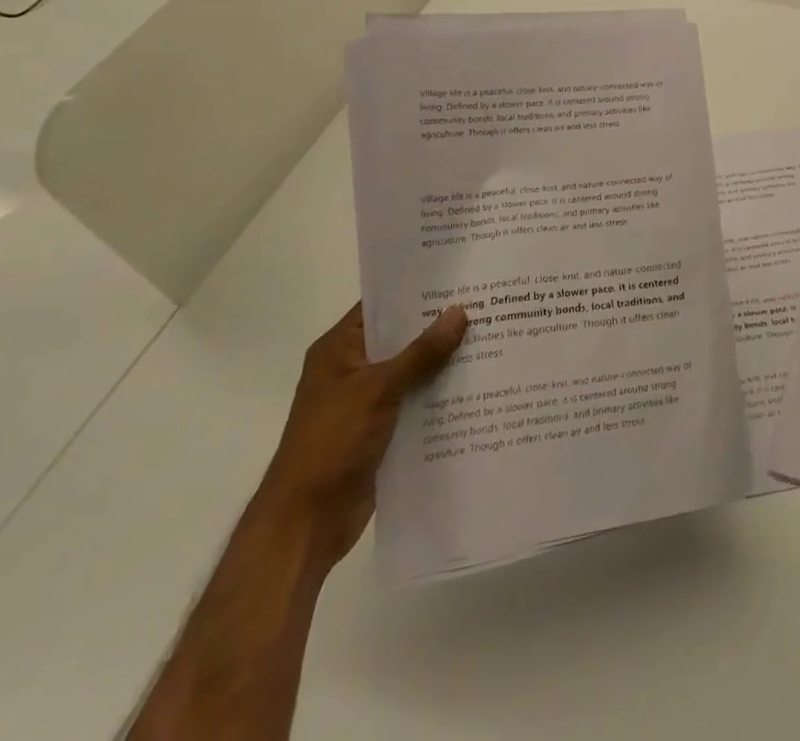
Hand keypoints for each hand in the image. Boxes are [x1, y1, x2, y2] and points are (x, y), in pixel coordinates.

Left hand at [257, 302, 467, 569]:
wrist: (306, 522)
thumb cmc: (331, 443)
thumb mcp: (378, 389)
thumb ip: (421, 352)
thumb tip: (460, 311)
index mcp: (339, 349)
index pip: (381, 305)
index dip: (416, 290)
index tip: (458, 277)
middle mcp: (353, 369)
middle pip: (402, 337)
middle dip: (439, 325)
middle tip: (487, 304)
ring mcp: (367, 401)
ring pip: (413, 370)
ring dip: (445, 361)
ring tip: (493, 338)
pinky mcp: (382, 430)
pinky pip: (417, 401)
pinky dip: (440, 394)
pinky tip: (478, 385)